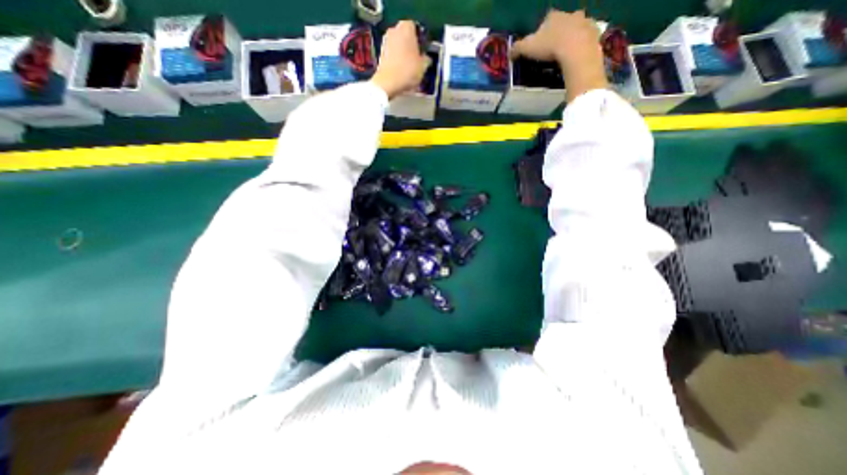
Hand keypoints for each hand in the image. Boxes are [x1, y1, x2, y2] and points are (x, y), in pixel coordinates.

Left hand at [372, 20, 430, 98]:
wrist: (388, 83)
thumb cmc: (407, 70)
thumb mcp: (423, 66)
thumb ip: (426, 59)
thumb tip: (426, 58)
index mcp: (407, 27)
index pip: (416, 29)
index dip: (421, 40)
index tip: (424, 51)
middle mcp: (394, 29)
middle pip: (406, 36)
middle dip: (411, 47)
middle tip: (418, 59)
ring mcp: (385, 41)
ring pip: (398, 46)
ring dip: (404, 54)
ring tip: (410, 68)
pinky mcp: (380, 53)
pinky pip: (392, 54)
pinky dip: (397, 60)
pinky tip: (402, 71)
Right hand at [510, 10, 608, 99]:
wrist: (575, 49)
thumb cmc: (550, 46)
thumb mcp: (528, 48)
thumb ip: (517, 48)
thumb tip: (509, 52)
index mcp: (553, 17)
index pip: (545, 21)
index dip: (541, 32)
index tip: (539, 44)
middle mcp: (569, 14)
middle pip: (562, 22)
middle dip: (558, 32)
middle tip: (553, 48)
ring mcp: (584, 21)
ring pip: (576, 27)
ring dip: (572, 36)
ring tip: (565, 52)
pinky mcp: (594, 31)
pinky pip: (588, 36)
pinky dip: (583, 43)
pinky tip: (577, 54)